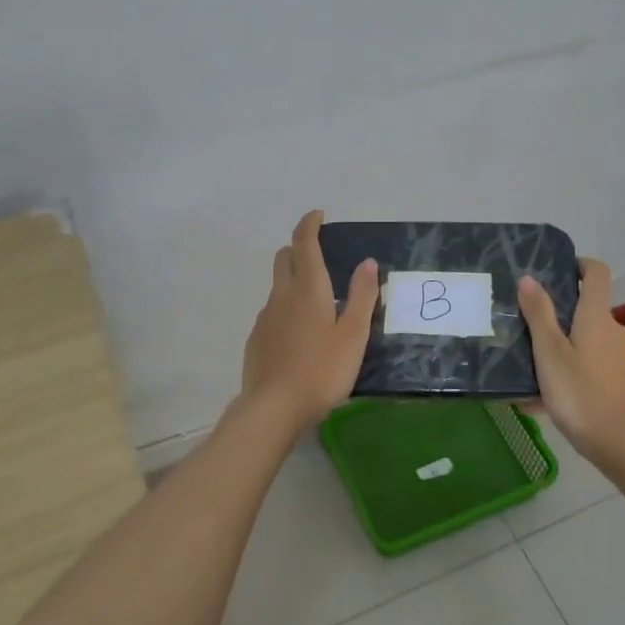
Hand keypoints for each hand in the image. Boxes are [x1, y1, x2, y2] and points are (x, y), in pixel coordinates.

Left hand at [240, 211, 379, 430]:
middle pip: (284, 258)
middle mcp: (281, 295)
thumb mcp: (353, 335)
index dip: (310, 224)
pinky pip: (272, 313)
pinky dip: (286, 309)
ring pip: (277, 286)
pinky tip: (300, 335)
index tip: (319, 216)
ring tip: (317, 303)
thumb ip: (362, 297)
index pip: (304, 243)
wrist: (273, 409)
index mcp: (308, 289)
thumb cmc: (321, 371)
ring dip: (293, 281)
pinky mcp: (256, 339)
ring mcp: (265, 317)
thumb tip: (368, 262)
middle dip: (299, 248)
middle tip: (320, 256)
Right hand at [517, 259, 624, 466]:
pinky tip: (541, 397)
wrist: (619, 443)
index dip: (578, 264)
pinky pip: (588, 363)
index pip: (597, 273)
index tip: (554, 271)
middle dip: (557, 312)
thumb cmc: (580, 393)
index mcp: (597, 317)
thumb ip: (539, 314)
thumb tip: (529, 278)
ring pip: (584, 338)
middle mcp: (613, 330)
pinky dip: (568, 369)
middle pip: (586, 307)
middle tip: (525, 323)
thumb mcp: (549, 353)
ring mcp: (618, 356)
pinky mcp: (618, 379)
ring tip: (527, 364)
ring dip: (559, 345)